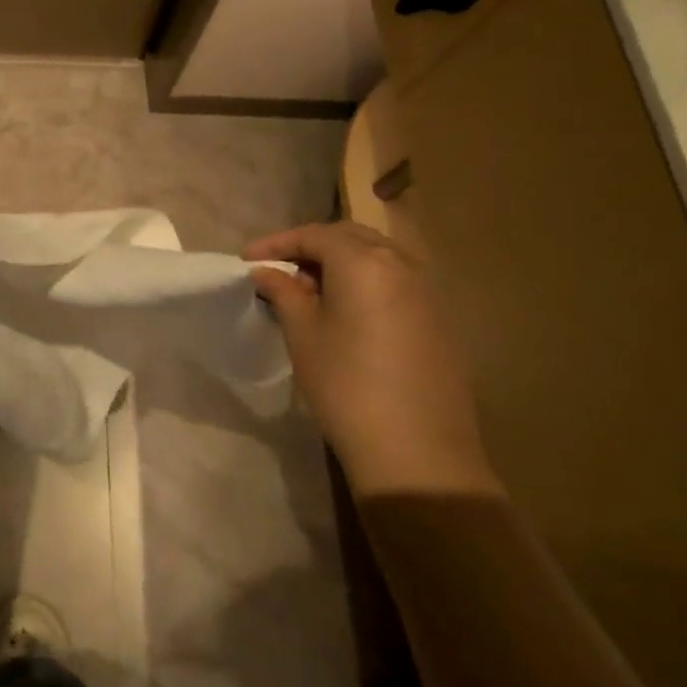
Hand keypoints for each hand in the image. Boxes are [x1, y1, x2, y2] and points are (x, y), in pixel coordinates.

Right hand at [247, 222, 498, 496]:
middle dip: (310, 246)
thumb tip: (267, 272)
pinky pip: (395, 282)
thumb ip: (283, 292)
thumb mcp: (302, 333)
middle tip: (278, 269)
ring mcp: (428, 293)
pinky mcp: (440, 321)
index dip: (276, 243)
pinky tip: (344, 311)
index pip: (313, 235)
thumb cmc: (346, 384)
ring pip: (376, 258)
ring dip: (339, 263)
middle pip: (349, 238)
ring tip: (308, 289)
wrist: (417, 451)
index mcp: (364, 262)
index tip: (246, 260)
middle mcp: (402, 266)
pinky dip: (365, 282)